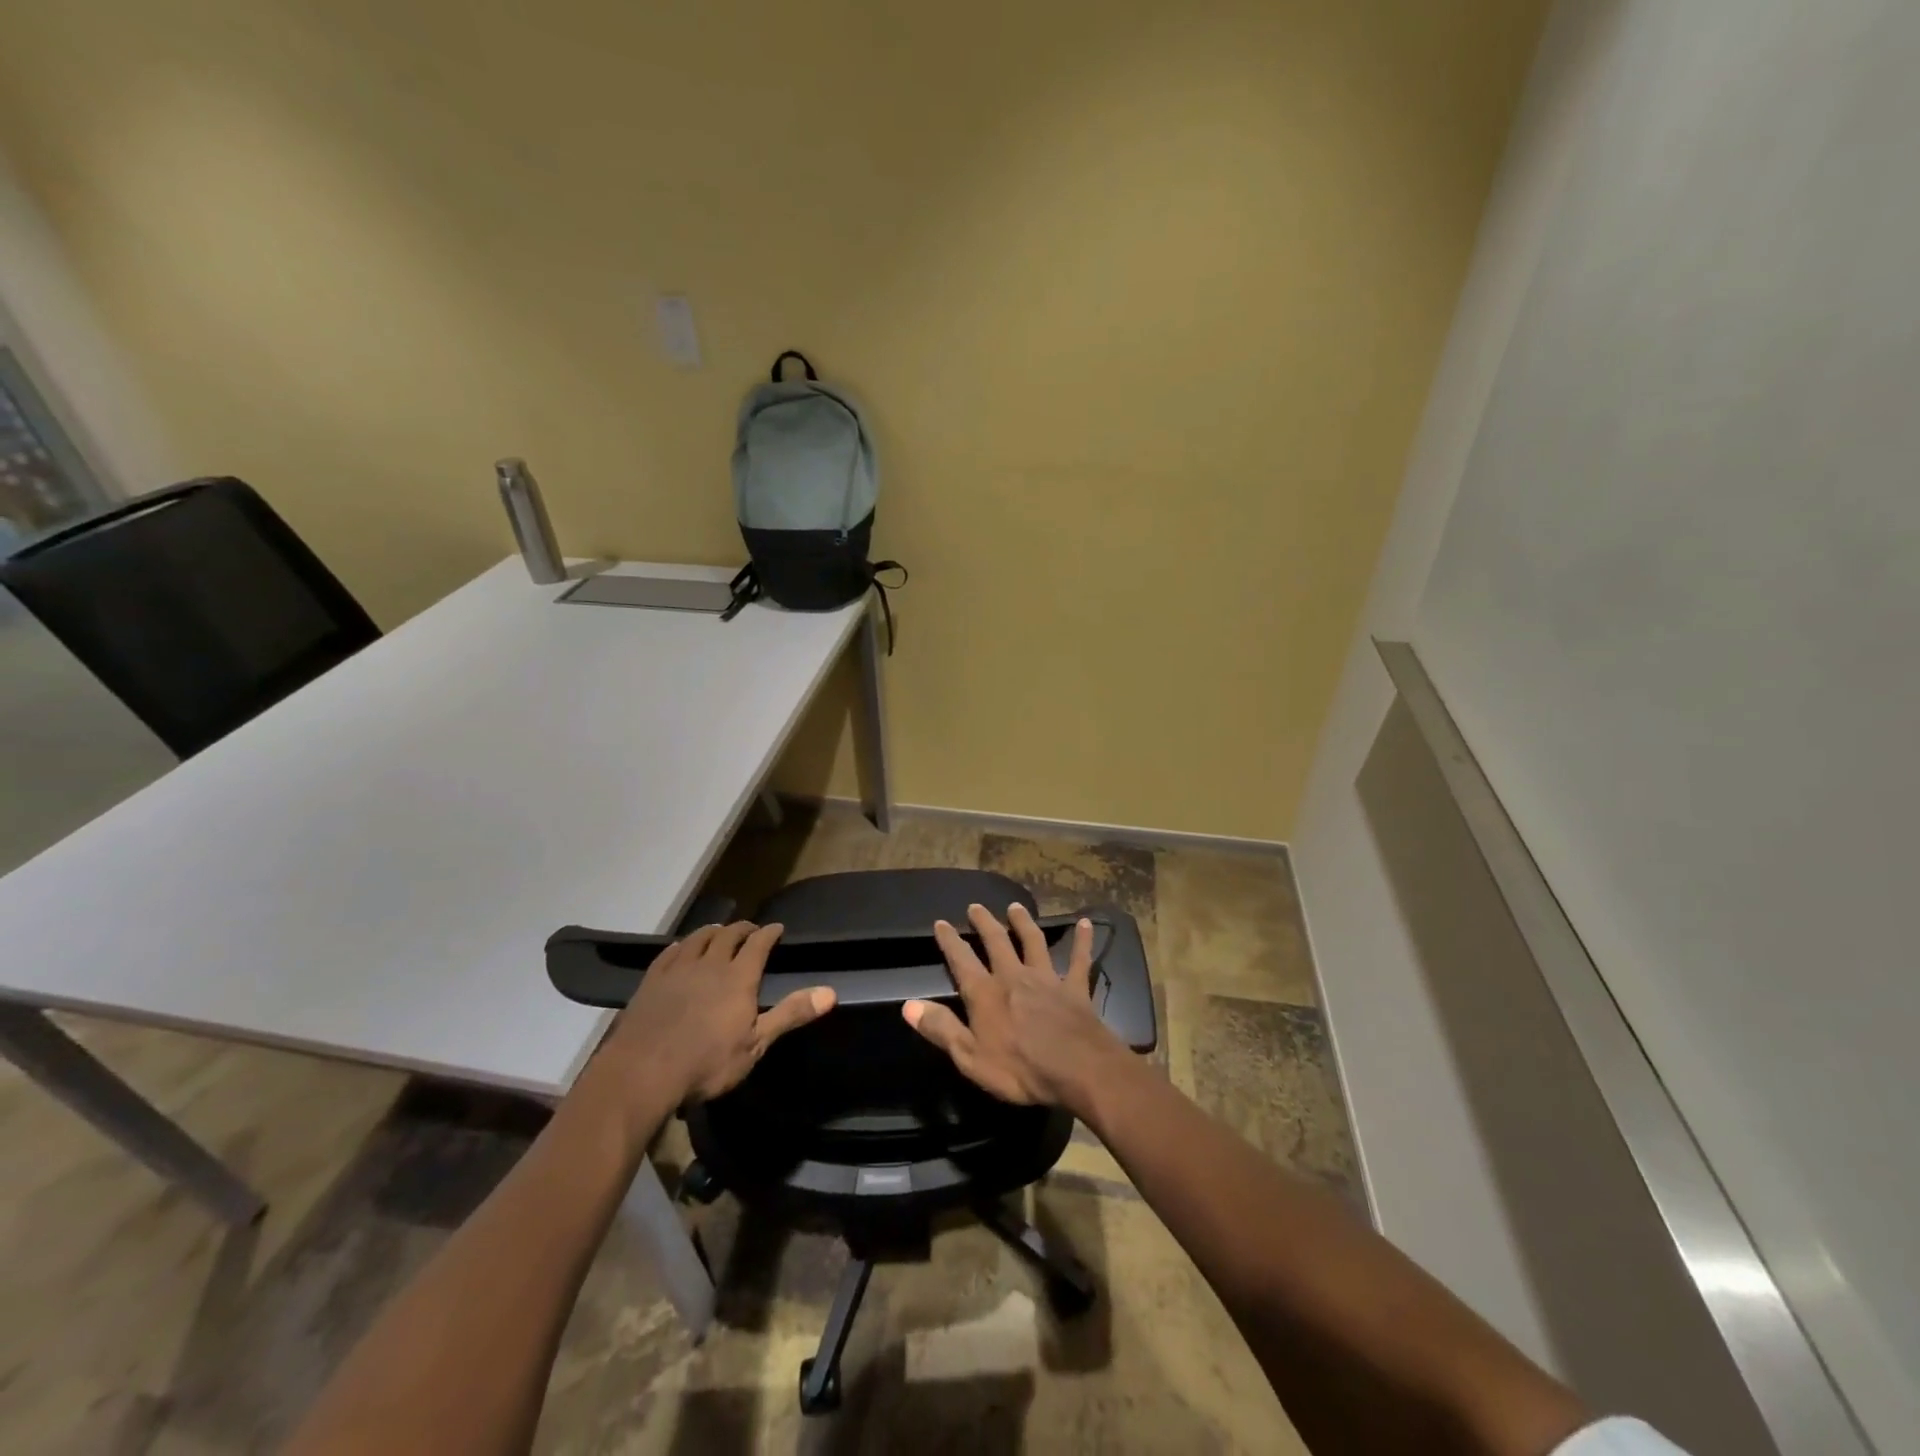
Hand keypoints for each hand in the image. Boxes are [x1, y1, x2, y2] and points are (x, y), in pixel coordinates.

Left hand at [603, 921, 834, 1105]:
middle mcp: (710, 964)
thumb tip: (831, 992)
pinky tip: (681, 948)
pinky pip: (670, 952)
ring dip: (712, 931)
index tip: (777, 928)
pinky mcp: (652, 980)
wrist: (643, 1072)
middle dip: (742, 928)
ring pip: (698, 938)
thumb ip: (791, 1014)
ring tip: (718, 932)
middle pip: (728, 935)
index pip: (759, 944)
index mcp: (738, 977)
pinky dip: (682, 945)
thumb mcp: (756, 1044)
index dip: (769, 933)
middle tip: (750, 929)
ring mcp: (678, 969)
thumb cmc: (707, 1062)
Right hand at [905, 902, 1125, 1113]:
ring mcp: (1047, 979)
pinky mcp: (1075, 987)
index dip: (949, 941)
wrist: (1077, 1068)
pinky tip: (1086, 923)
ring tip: (1016, 907)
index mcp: (986, 993)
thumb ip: (940, 1028)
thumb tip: (908, 1006)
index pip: (961, 960)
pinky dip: (1083, 941)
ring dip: (1024, 923)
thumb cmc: (1020, 1069)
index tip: (941, 923)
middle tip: (976, 906)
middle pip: (997, 942)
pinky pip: (1079, 959)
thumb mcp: (970, 1057)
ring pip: (1034, 942)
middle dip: (985, 923)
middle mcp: (1014, 976)